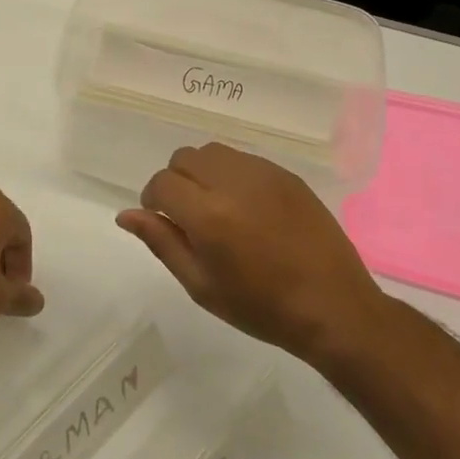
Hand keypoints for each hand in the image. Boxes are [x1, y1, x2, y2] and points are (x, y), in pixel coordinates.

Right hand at [118, 143, 383, 360]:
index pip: (162, 183)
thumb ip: (162, 243)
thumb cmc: (261, 307)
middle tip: (188, 216)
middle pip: (184, 157)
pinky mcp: (287, 175)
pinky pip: (244, 159)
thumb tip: (126, 215)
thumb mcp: (201, 285)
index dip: (153, 199)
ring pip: (213, 152)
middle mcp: (233, 183)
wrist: (333, 307)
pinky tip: (246, 207)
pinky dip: (232, 174)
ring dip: (202, 172)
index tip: (162, 220)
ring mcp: (264, 174)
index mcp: (208, 215)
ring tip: (216, 207)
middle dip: (176, 181)